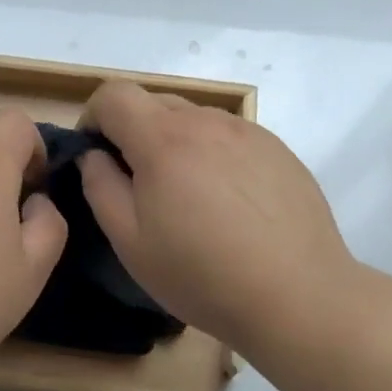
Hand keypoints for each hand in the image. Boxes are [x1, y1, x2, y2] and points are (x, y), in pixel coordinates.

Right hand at [77, 81, 349, 349]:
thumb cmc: (202, 275)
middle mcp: (207, 122)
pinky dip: (212, 154)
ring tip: (187, 197)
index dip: (93, 117)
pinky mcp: (278, 150)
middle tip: (137, 184)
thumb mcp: (131, 242)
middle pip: (154, 102)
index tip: (94, 155)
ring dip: (175, 143)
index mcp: (163, 140)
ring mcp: (249, 132)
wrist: (298, 295)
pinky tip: (227, 204)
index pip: (114, 95)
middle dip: (132, 131)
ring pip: (194, 119)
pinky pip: (230, 137)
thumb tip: (94, 156)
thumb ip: (101, 188)